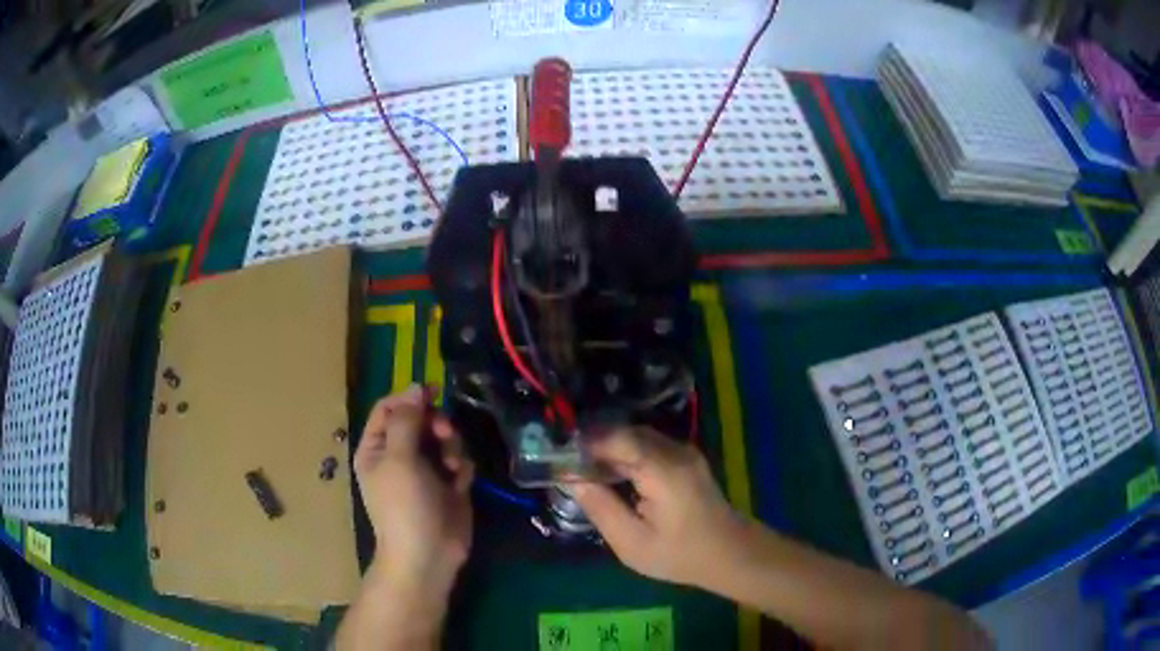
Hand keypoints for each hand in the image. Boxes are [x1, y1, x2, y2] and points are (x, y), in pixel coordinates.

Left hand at [353, 386, 473, 603]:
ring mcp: (425, 471)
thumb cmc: (404, 506)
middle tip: (444, 433)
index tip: (434, 393)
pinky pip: (458, 460)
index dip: (410, 398)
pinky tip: (460, 483)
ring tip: (451, 466)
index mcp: (377, 448)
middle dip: (435, 423)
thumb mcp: (399, 458)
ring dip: (451, 445)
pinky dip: (461, 467)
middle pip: (420, 420)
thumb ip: (407, 420)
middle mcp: (399, 455)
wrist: (429, 555)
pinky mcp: (449, 485)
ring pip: (442, 438)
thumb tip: (416, 388)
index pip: (389, 409)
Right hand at [572, 427, 751, 588]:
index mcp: (663, 470)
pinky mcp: (688, 459)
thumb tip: (573, 480)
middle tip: (568, 464)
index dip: (586, 443)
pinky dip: (627, 454)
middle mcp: (676, 451)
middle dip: (595, 444)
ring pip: (638, 437)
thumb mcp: (632, 542)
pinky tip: (614, 474)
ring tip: (585, 470)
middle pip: (627, 433)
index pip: (617, 438)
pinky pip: (651, 446)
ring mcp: (685, 452)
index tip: (559, 456)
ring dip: (611, 448)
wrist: (730, 554)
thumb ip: (601, 508)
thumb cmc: (680, 554)